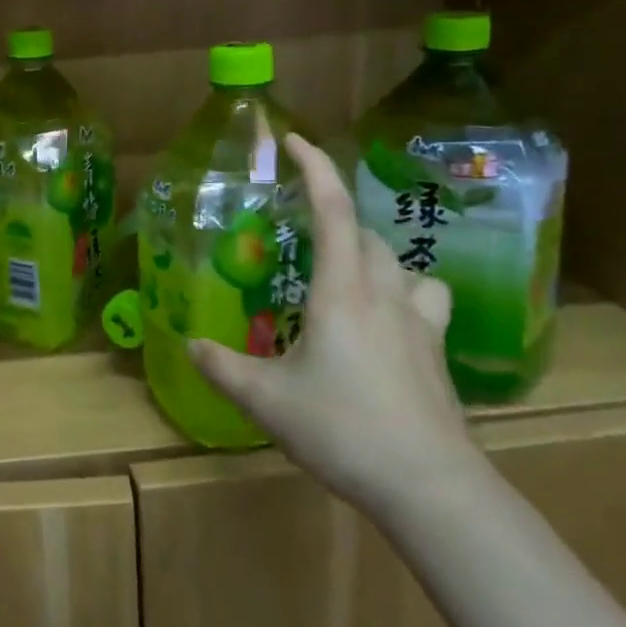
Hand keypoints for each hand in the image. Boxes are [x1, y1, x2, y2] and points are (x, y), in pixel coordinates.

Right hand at [187, 134, 480, 513]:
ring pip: (399, 262)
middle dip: (332, 216)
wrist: (430, 486)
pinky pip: (422, 299)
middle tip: (299, 231)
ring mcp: (418, 322)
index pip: (331, 209)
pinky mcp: (436, 351)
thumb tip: (189, 344)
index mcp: (340, 292)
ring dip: (368, 253)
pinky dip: (401, 291)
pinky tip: (385, 320)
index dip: (314, 166)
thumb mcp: (266, 400)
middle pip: (363, 232)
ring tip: (343, 272)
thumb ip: (223, 367)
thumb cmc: (343, 429)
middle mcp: (383, 293)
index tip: (292, 139)